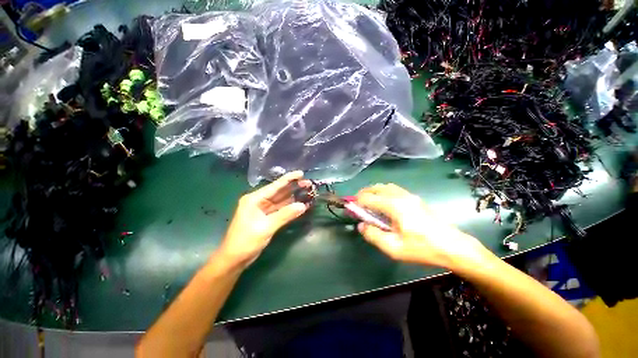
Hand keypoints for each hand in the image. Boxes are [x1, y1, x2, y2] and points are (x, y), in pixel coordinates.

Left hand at [216, 171, 310, 268]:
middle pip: (279, 192)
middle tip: (308, 184)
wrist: (234, 259)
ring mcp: (263, 210)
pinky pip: (280, 210)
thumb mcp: (266, 227)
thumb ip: (285, 215)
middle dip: (293, 187)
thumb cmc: (246, 241)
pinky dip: (290, 208)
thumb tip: (302, 206)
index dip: (289, 179)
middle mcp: (259, 201)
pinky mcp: (266, 218)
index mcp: (254, 199)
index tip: (301, 173)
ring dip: (293, 197)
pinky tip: (300, 205)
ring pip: (281, 201)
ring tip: (307, 192)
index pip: (275, 186)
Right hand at [356, 183, 488, 269]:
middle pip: (376, 188)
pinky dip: (383, 192)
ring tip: (369, 203)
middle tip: (358, 205)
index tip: (351, 210)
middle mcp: (400, 196)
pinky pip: (393, 190)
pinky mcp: (415, 198)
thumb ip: (373, 235)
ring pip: (385, 187)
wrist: (453, 246)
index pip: (368, 197)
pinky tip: (384, 204)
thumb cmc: (422, 248)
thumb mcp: (394, 248)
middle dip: (363, 193)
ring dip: (373, 192)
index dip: (357, 202)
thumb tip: (361, 225)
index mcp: (394, 206)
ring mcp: (409, 195)